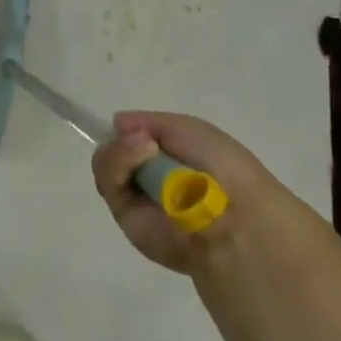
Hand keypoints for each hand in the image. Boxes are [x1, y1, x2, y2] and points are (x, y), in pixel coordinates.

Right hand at [91, 111, 283, 273]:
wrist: (233, 214)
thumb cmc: (220, 165)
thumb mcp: (188, 128)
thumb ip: (149, 122)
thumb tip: (117, 124)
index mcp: (171, 163)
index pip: (134, 142)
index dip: (130, 132)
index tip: (134, 127)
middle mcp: (151, 181)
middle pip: (114, 152)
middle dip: (123, 140)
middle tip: (143, 139)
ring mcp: (137, 200)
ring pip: (107, 165)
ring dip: (121, 149)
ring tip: (146, 147)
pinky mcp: (126, 218)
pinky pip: (109, 183)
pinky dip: (118, 161)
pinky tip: (141, 154)